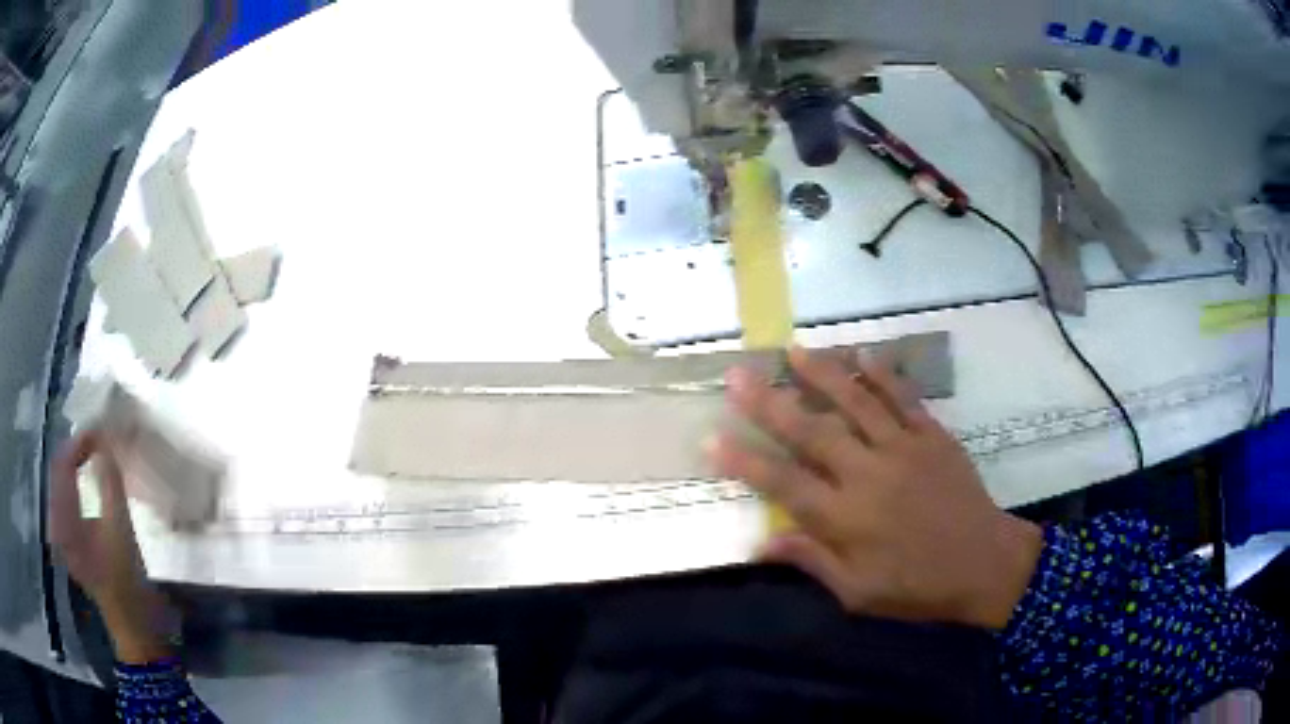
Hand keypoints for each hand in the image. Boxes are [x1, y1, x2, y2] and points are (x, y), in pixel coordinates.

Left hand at [49, 431, 171, 662]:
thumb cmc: (125, 579)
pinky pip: (65, 496)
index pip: (62, 462)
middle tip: (100, 439)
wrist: (131, 623)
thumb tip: (106, 440)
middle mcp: (55, 521)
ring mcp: (60, 531)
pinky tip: (86, 479)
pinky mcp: (67, 538)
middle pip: (59, 469)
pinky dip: (75, 480)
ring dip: (76, 463)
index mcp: (63, 520)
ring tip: (95, 454)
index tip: (102, 430)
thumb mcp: (120, 528)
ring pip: (61, 481)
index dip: (80, 440)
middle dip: (77, 448)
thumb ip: (110, 480)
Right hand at [710, 346, 1042, 628]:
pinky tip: (860, 352)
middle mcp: (868, 475)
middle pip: (811, 431)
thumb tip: (760, 542)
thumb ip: (812, 561)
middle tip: (739, 374)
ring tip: (791, 350)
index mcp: (846, 518)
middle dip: (769, 402)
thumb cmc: (918, 586)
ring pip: (855, 401)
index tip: (712, 438)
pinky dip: (881, 373)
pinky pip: (903, 396)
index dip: (744, 460)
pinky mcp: (931, 435)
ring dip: (821, 373)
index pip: (783, 483)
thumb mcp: (859, 592)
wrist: (984, 563)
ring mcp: (902, 448)